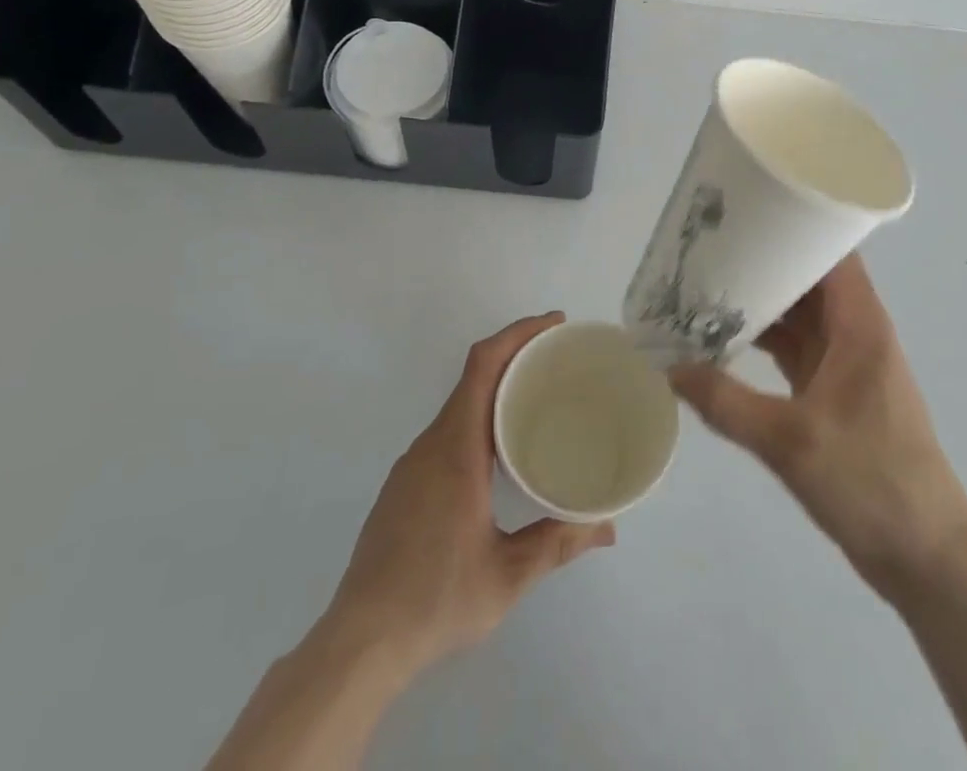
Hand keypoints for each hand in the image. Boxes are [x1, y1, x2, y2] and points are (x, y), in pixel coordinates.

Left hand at [322, 312, 615, 679]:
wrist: (359, 642)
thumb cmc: (435, 600)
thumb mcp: (507, 576)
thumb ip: (557, 544)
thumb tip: (607, 529)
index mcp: (456, 449)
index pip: (483, 366)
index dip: (517, 334)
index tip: (553, 325)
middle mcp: (431, 444)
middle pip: (473, 377)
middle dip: (515, 355)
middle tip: (559, 359)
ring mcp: (412, 464)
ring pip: (458, 406)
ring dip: (496, 388)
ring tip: (538, 399)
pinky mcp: (404, 485)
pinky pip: (447, 431)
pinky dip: (478, 418)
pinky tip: (499, 450)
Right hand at [670, 255, 966, 600]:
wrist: (926, 558)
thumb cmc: (872, 484)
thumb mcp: (790, 442)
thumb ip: (726, 403)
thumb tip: (669, 367)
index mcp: (859, 325)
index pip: (831, 253)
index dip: (796, 225)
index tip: (748, 211)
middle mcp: (854, 333)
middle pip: (808, 279)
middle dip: (763, 262)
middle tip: (709, 247)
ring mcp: (845, 363)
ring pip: (799, 315)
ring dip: (760, 303)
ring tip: (706, 286)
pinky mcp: (834, 391)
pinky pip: (794, 348)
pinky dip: (764, 339)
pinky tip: (724, 339)